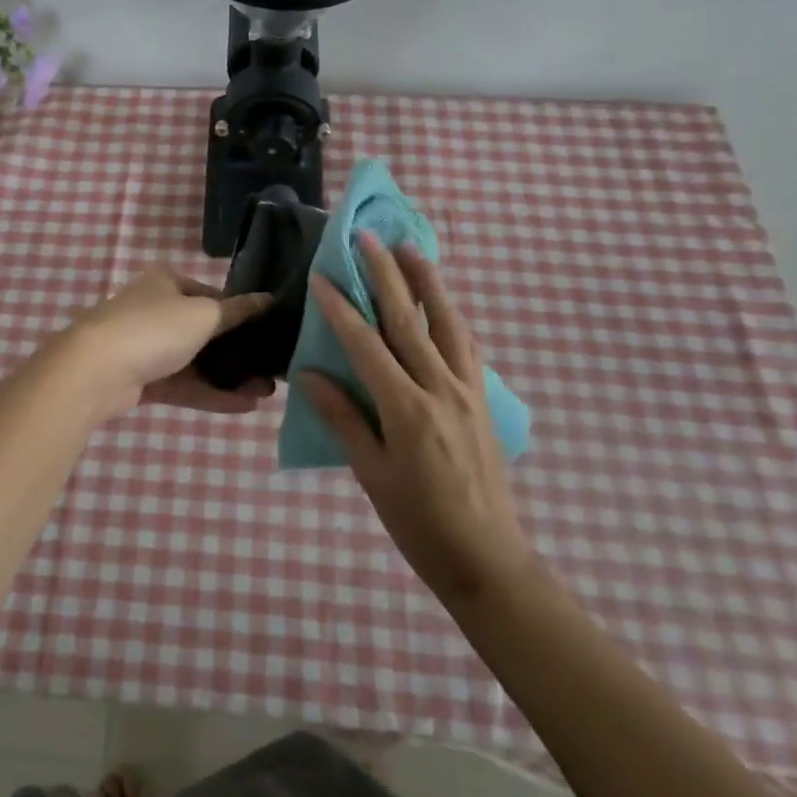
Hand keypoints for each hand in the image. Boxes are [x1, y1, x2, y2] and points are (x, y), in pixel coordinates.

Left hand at [58, 267, 275, 419]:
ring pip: (195, 362)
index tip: (268, 333)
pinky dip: (210, 394)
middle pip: (204, 332)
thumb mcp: (203, 314)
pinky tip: (244, 406)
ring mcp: (145, 347)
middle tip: (270, 370)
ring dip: (228, 377)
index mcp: (166, 282)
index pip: (211, 295)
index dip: (240, 313)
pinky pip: (183, 385)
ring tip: (265, 393)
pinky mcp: (142, 380)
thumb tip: (269, 299)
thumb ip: (238, 311)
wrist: (96, 371)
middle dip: (238, 352)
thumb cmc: (154, 328)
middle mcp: (155, 310)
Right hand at [299, 234, 531, 606]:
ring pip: (446, 323)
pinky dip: (451, 316)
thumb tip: (310, 374)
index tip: (321, 275)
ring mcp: (468, 391)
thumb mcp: (371, 473)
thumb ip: (343, 418)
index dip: (341, 307)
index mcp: (406, 409)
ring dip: (427, 282)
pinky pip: (467, 346)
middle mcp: (440, 388)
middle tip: (368, 237)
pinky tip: (442, 303)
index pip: (366, 344)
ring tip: (410, 249)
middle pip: (408, 320)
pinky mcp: (484, 400)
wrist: (486, 558)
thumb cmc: (418, 522)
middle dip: (385, 275)